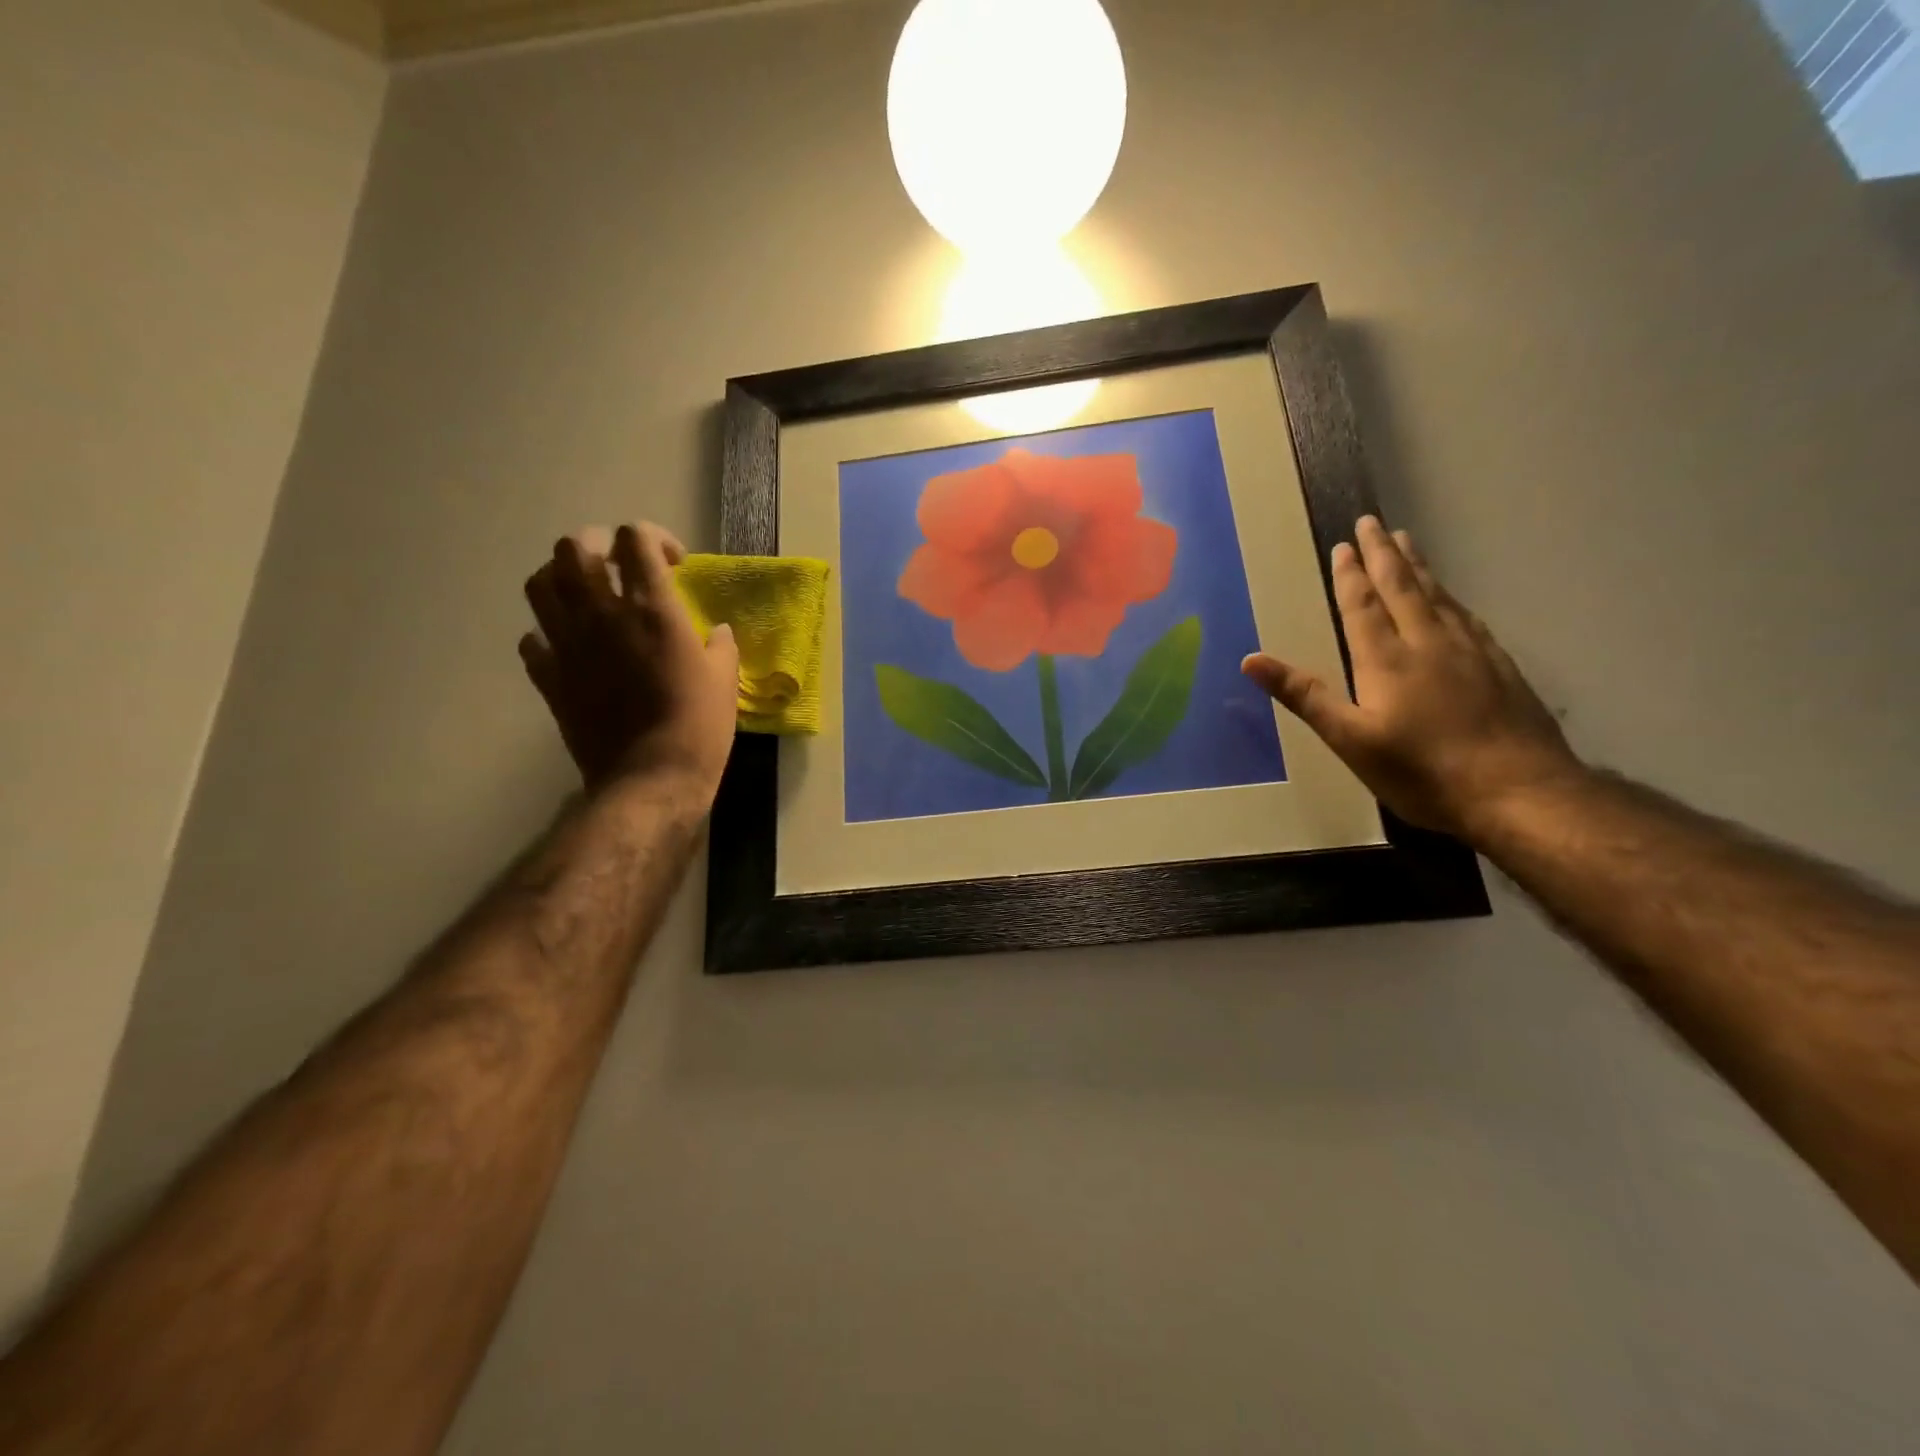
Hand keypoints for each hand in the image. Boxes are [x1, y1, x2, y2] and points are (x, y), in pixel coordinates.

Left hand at [520, 523, 740, 799]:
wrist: (651, 777)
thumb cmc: (699, 725)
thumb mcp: (724, 680)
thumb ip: (720, 646)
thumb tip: (716, 632)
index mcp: (651, 608)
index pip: (636, 539)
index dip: (654, 538)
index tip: (673, 563)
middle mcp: (601, 614)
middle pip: (575, 547)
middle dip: (599, 545)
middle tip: (619, 566)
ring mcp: (568, 644)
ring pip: (540, 584)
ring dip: (561, 578)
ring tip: (584, 594)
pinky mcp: (549, 677)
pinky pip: (531, 640)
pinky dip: (546, 634)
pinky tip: (568, 646)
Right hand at [1242, 516, 1583, 841]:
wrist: (1520, 793)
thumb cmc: (1422, 772)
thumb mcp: (1351, 740)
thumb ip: (1305, 696)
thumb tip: (1251, 660)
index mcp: (1387, 660)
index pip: (1363, 605)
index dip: (1350, 574)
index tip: (1344, 544)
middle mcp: (1429, 643)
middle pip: (1403, 588)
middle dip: (1384, 554)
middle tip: (1374, 522)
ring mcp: (1471, 652)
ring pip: (1439, 596)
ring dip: (1418, 567)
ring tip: (1407, 542)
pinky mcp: (1501, 667)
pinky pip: (1468, 616)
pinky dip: (1451, 597)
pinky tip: (1452, 599)